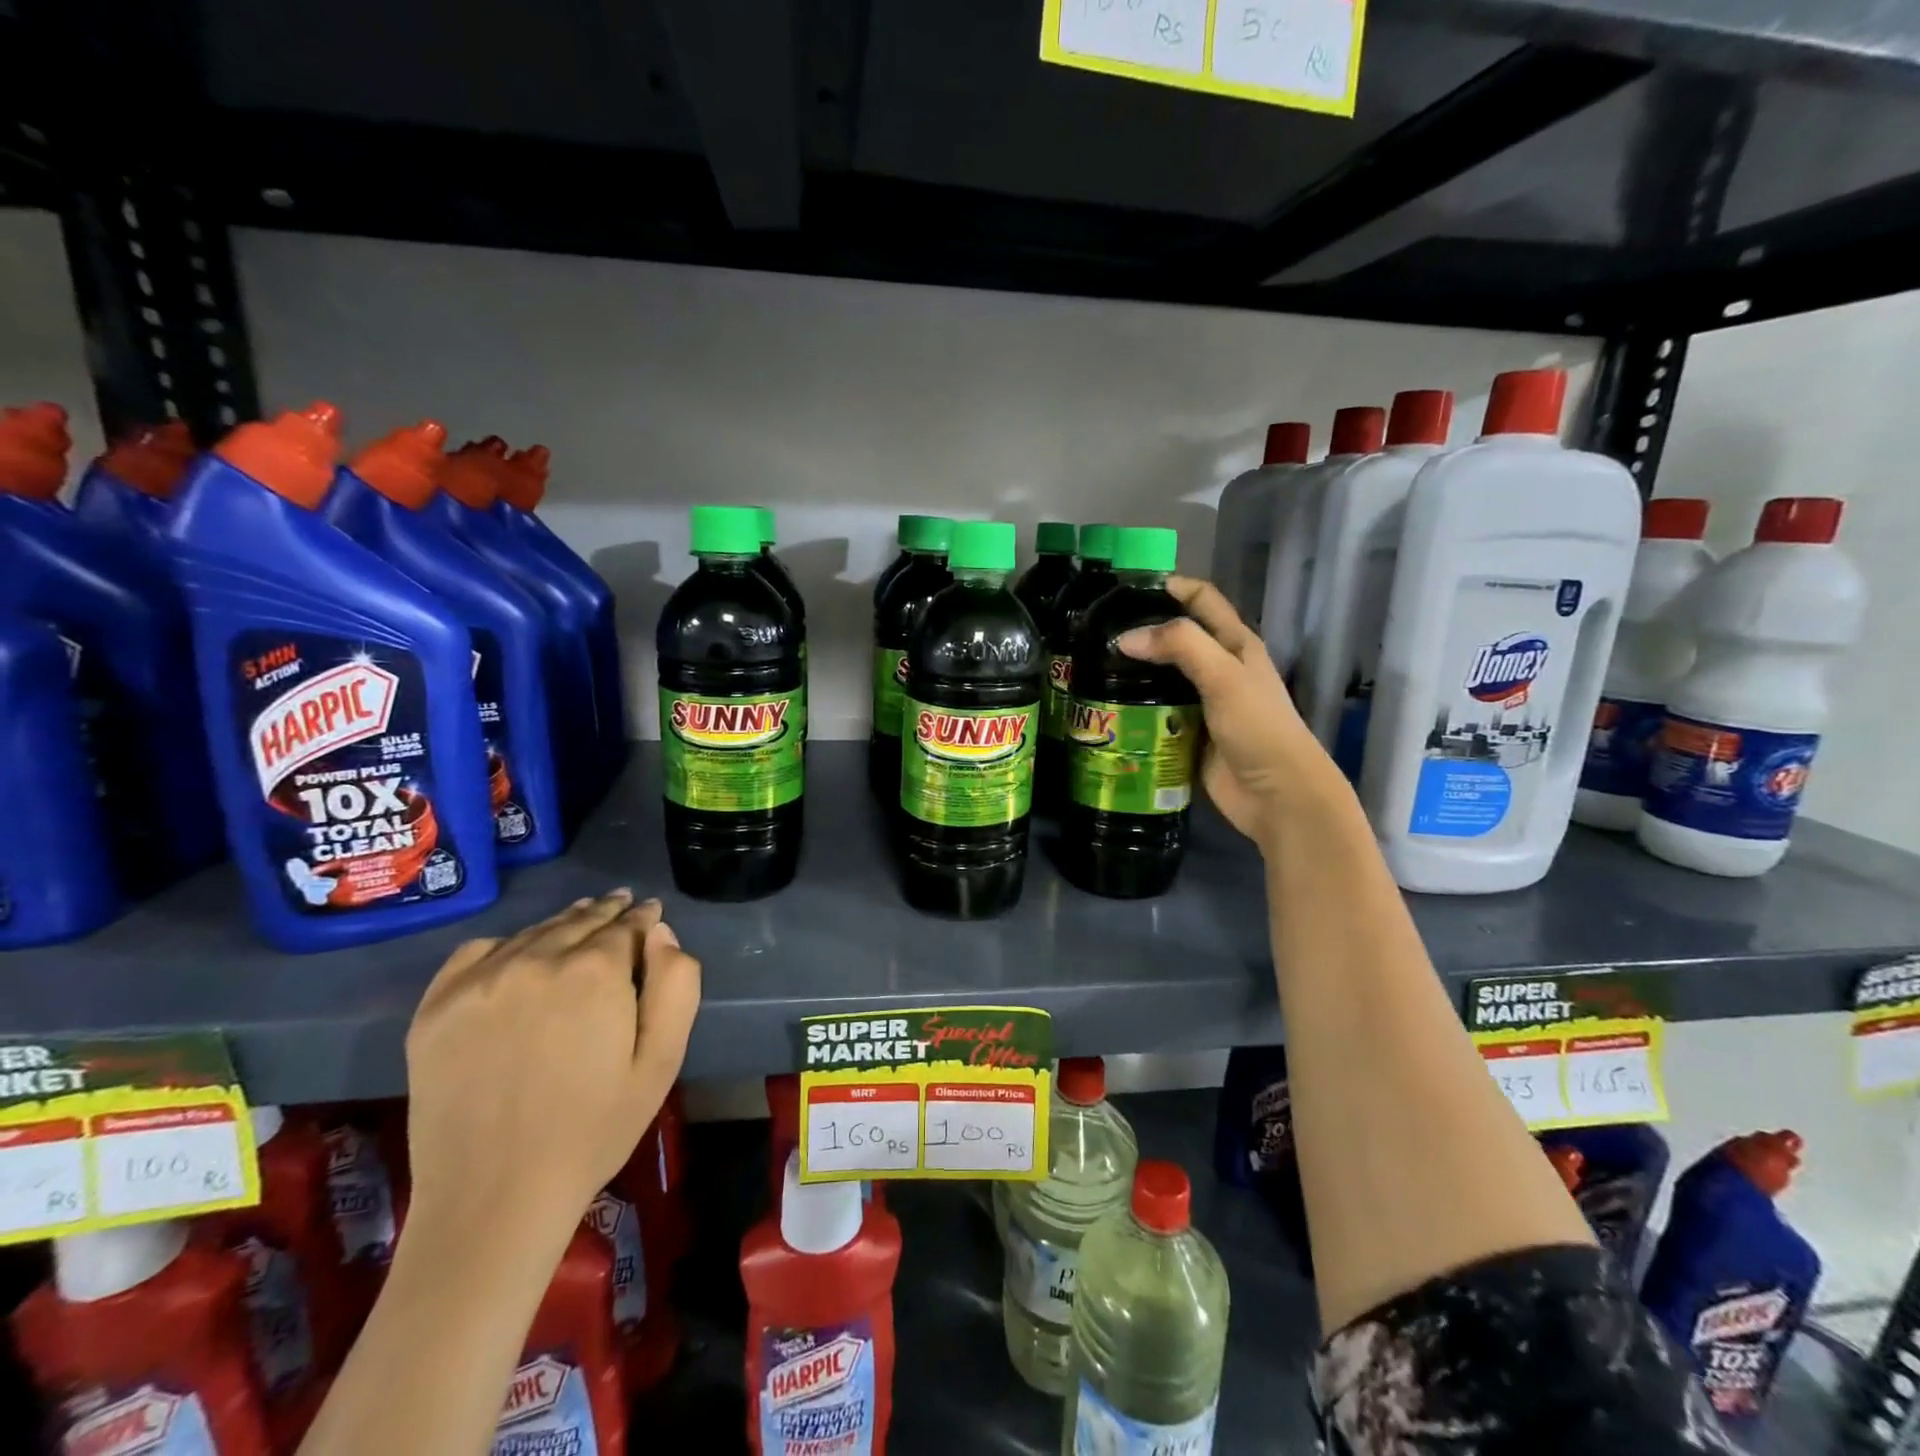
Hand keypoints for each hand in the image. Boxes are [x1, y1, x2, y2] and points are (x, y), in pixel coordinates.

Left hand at [403, 890, 701, 1256]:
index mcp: (595, 971)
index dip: (643, 916)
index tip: (650, 912)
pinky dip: (506, 945)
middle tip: (621, 905)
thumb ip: (676, 986)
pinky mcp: (436, 1008)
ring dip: (563, 924)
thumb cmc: (593, 1130)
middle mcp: (536, 960)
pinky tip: (518, 956)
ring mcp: (479, 982)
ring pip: (534, 932)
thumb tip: (661, 934)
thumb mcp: (661, 1061)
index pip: (627, 924)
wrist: (494, 1199)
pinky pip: (478, 952)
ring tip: (580, 921)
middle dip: (607, 912)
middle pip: (580, 920)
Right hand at [1118, 576, 1348, 848]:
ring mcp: (1201, 703)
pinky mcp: (1187, 734)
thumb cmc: (1259, 728)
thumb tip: (1125, 638)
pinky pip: (1154, 713)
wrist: (1277, 795)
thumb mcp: (1224, 677)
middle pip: (1175, 638)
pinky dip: (1132, 708)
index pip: (1201, 600)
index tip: (1126, 588)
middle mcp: (1218, 668)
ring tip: (1090, 666)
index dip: (1170, 586)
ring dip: (1132, 672)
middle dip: (1141, 631)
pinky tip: (1105, 706)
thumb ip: (1180, 646)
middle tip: (1096, 631)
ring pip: (1160, 677)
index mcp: (1236, 644)